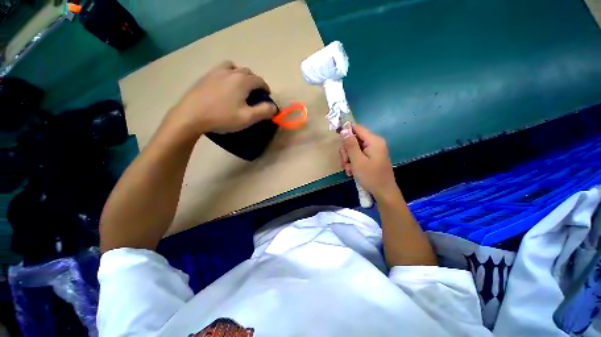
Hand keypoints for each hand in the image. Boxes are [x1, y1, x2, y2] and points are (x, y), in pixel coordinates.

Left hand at [166, 61, 277, 136]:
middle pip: (247, 72)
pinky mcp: (205, 76)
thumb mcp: (247, 118)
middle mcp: (230, 71)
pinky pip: (221, 69)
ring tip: (240, 86)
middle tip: (255, 94)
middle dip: (255, 81)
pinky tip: (225, 85)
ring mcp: (216, 72)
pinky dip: (228, 74)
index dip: (266, 88)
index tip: (267, 96)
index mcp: (242, 81)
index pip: (259, 80)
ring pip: (234, 68)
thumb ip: (263, 111)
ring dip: (241, 75)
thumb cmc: (222, 117)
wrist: (191, 116)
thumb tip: (274, 107)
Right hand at [339, 124, 401, 200]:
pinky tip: (352, 172)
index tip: (336, 136)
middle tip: (345, 162)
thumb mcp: (358, 161)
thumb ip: (350, 145)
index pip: (357, 128)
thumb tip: (344, 130)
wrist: (384, 193)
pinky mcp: (371, 158)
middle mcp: (374, 143)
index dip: (346, 131)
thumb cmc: (371, 177)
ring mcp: (372, 151)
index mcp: (373, 141)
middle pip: (354, 140)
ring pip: (354, 149)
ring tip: (349, 170)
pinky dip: (353, 163)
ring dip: (348, 159)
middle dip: (346, 151)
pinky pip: (358, 156)